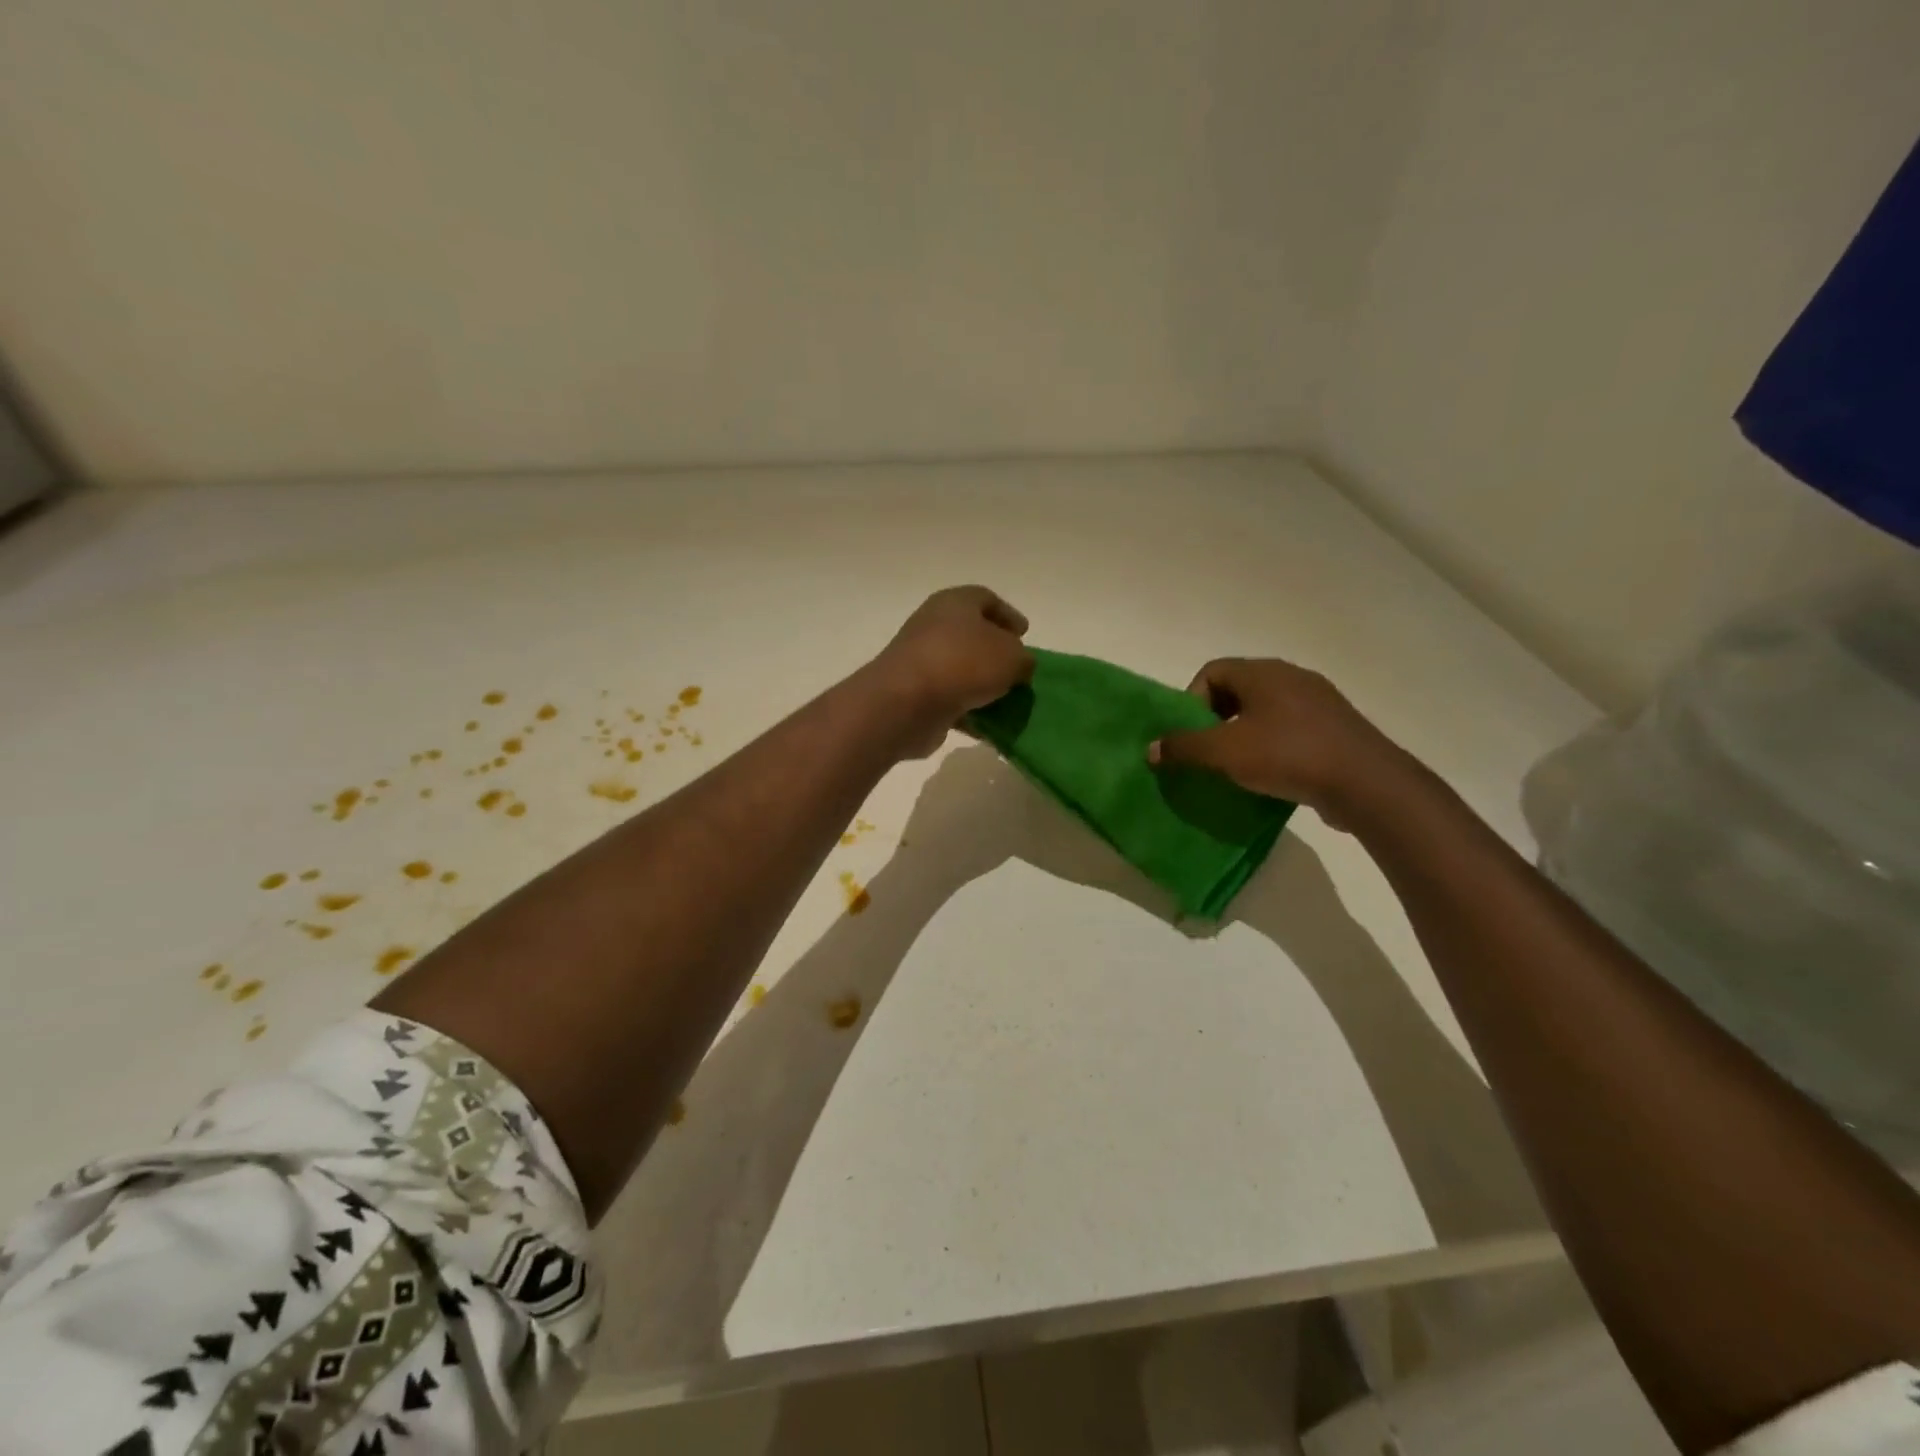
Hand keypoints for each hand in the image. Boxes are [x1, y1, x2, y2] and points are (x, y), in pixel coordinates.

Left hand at [870, 586, 1034, 755]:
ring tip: (1009, 702)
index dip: (1008, 614)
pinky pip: (950, 700)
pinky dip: (969, 711)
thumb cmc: (963, 664)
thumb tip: (1018, 667)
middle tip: (1018, 671)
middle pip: (972, 636)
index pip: (985, 599)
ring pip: (961, 671)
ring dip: (984, 686)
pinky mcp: (916, 695)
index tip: (1024, 634)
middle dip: (997, 654)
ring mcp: (921, 662)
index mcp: (955, 603)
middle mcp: (934, 626)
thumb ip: (1023, 659)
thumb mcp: (1012, 656)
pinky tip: (989, 727)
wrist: (905, 703)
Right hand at [1147, 658, 1413, 829]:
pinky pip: (1291, 730)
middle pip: (1237, 691)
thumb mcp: (1224, 752)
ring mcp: (1318, 702)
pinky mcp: (1335, 728)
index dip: (1192, 701)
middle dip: (1215, 720)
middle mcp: (1291, 677)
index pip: (1212, 671)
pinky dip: (1273, 747)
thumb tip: (1152, 748)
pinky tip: (1271, 776)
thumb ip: (1184, 747)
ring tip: (1237, 768)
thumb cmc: (1287, 754)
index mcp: (1263, 672)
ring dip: (1244, 735)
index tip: (1192, 735)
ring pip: (1265, 711)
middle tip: (1209, 752)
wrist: (1365, 782)